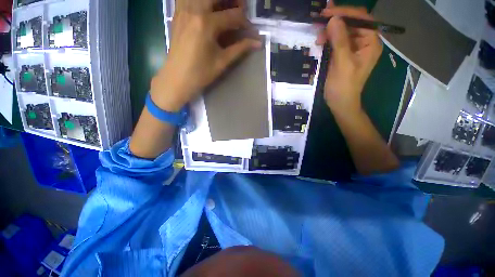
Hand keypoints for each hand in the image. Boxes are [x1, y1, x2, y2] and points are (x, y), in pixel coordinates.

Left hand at [151, 0, 260, 111]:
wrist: (177, 78)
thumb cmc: (201, 73)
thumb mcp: (222, 62)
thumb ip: (240, 48)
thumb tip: (257, 43)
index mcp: (206, 24)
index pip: (232, 16)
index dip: (245, 22)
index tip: (251, 31)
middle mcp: (194, 10)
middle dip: (233, 1)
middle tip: (240, 8)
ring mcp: (183, 10)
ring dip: (216, 0)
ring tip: (224, 7)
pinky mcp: (177, 14)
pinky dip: (200, 1)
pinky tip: (206, 8)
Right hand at [316, 3, 382, 113]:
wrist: (340, 102)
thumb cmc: (344, 86)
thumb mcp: (342, 64)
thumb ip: (339, 41)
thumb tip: (333, 19)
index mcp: (370, 43)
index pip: (362, 19)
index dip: (346, 13)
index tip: (328, 12)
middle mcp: (364, 43)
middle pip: (352, 24)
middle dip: (336, 22)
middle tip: (319, 23)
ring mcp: (353, 49)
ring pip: (342, 32)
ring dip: (330, 31)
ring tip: (318, 38)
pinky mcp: (343, 55)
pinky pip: (336, 42)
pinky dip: (328, 40)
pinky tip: (320, 42)